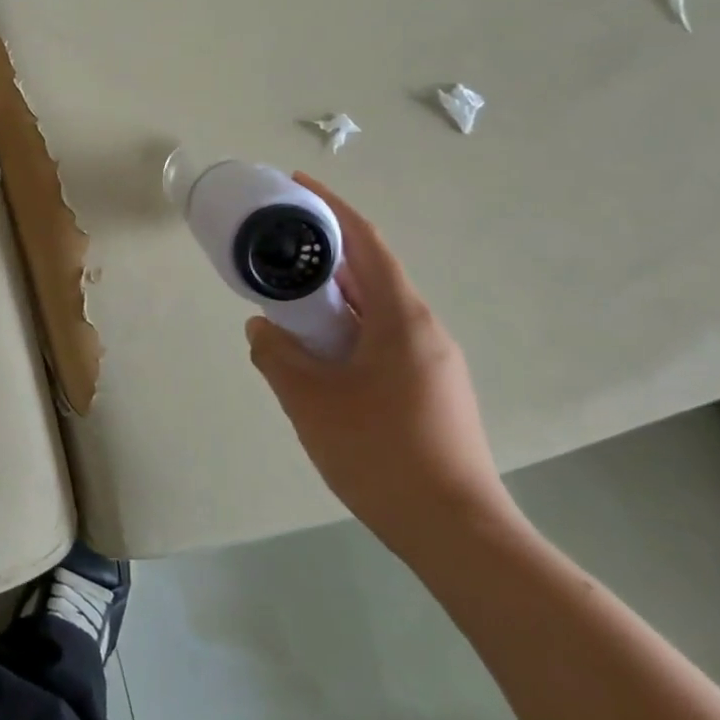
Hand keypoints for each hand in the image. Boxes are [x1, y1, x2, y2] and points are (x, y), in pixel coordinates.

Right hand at [246, 175, 517, 561]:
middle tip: (278, 250)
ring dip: (333, 298)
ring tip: (288, 302)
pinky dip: (347, 329)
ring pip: (375, 310)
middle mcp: (424, 329)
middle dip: (324, 256)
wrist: (457, 533)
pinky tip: (319, 355)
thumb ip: (275, 354)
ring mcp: (432, 362)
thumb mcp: (310, 400)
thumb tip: (261, 327)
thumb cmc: (381, 453)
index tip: (297, 186)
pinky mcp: (432, 391)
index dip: (331, 208)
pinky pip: (383, 340)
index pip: (366, 242)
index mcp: (401, 318)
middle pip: (370, 273)